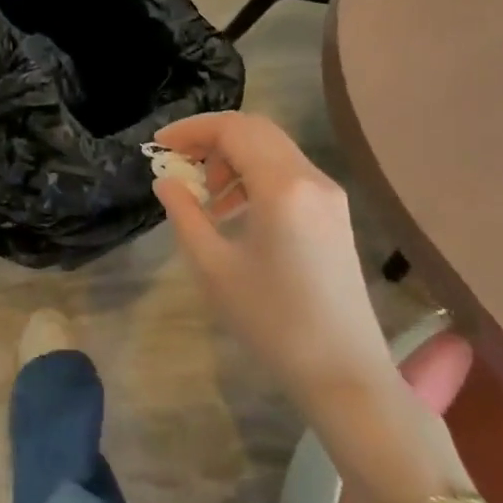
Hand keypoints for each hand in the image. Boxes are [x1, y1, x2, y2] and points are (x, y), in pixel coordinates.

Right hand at [152, 112, 395, 410]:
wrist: (344, 373)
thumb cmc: (272, 320)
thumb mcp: (213, 266)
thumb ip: (184, 214)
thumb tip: (166, 181)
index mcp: (283, 187)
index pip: (232, 130)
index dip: (191, 130)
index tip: (159, 145)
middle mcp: (312, 179)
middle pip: (255, 130)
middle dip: (210, 138)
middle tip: (177, 161)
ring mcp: (329, 196)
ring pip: (272, 149)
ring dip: (232, 157)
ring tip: (204, 194)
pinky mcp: (334, 214)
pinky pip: (288, 173)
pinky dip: (253, 175)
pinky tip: (233, 210)